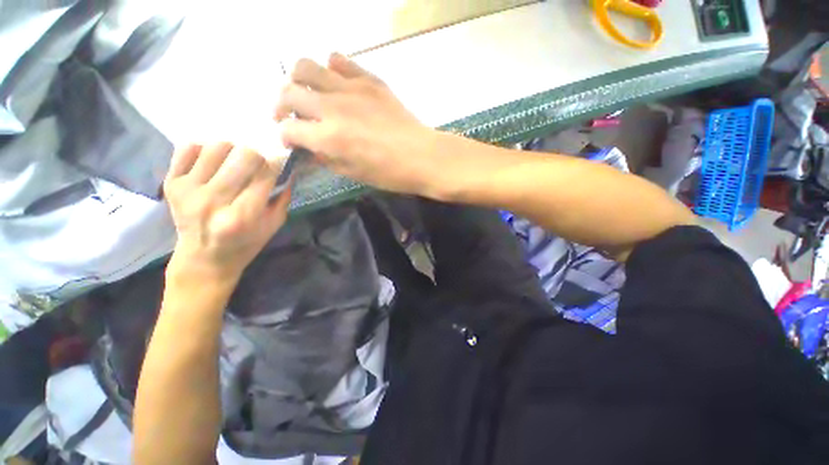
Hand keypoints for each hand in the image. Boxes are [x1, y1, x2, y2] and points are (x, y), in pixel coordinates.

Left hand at [163, 143, 291, 284]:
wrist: (203, 259)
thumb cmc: (245, 244)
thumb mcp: (273, 225)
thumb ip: (282, 197)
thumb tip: (288, 169)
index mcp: (242, 216)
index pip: (266, 175)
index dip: (277, 164)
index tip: (280, 162)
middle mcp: (213, 200)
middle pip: (244, 156)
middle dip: (258, 157)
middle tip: (258, 166)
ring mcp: (188, 190)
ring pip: (217, 147)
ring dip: (232, 152)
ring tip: (234, 164)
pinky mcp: (171, 183)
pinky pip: (189, 148)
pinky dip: (205, 151)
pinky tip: (212, 164)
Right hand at [275, 53, 438, 195]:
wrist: (422, 157)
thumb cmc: (390, 174)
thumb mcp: (353, 174)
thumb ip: (326, 159)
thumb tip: (308, 149)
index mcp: (329, 138)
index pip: (289, 130)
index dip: (285, 137)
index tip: (292, 142)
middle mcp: (333, 108)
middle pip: (288, 93)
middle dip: (281, 107)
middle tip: (290, 117)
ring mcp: (351, 89)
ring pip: (306, 67)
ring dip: (298, 81)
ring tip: (306, 93)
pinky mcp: (369, 80)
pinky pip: (340, 61)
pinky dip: (330, 69)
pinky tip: (335, 83)